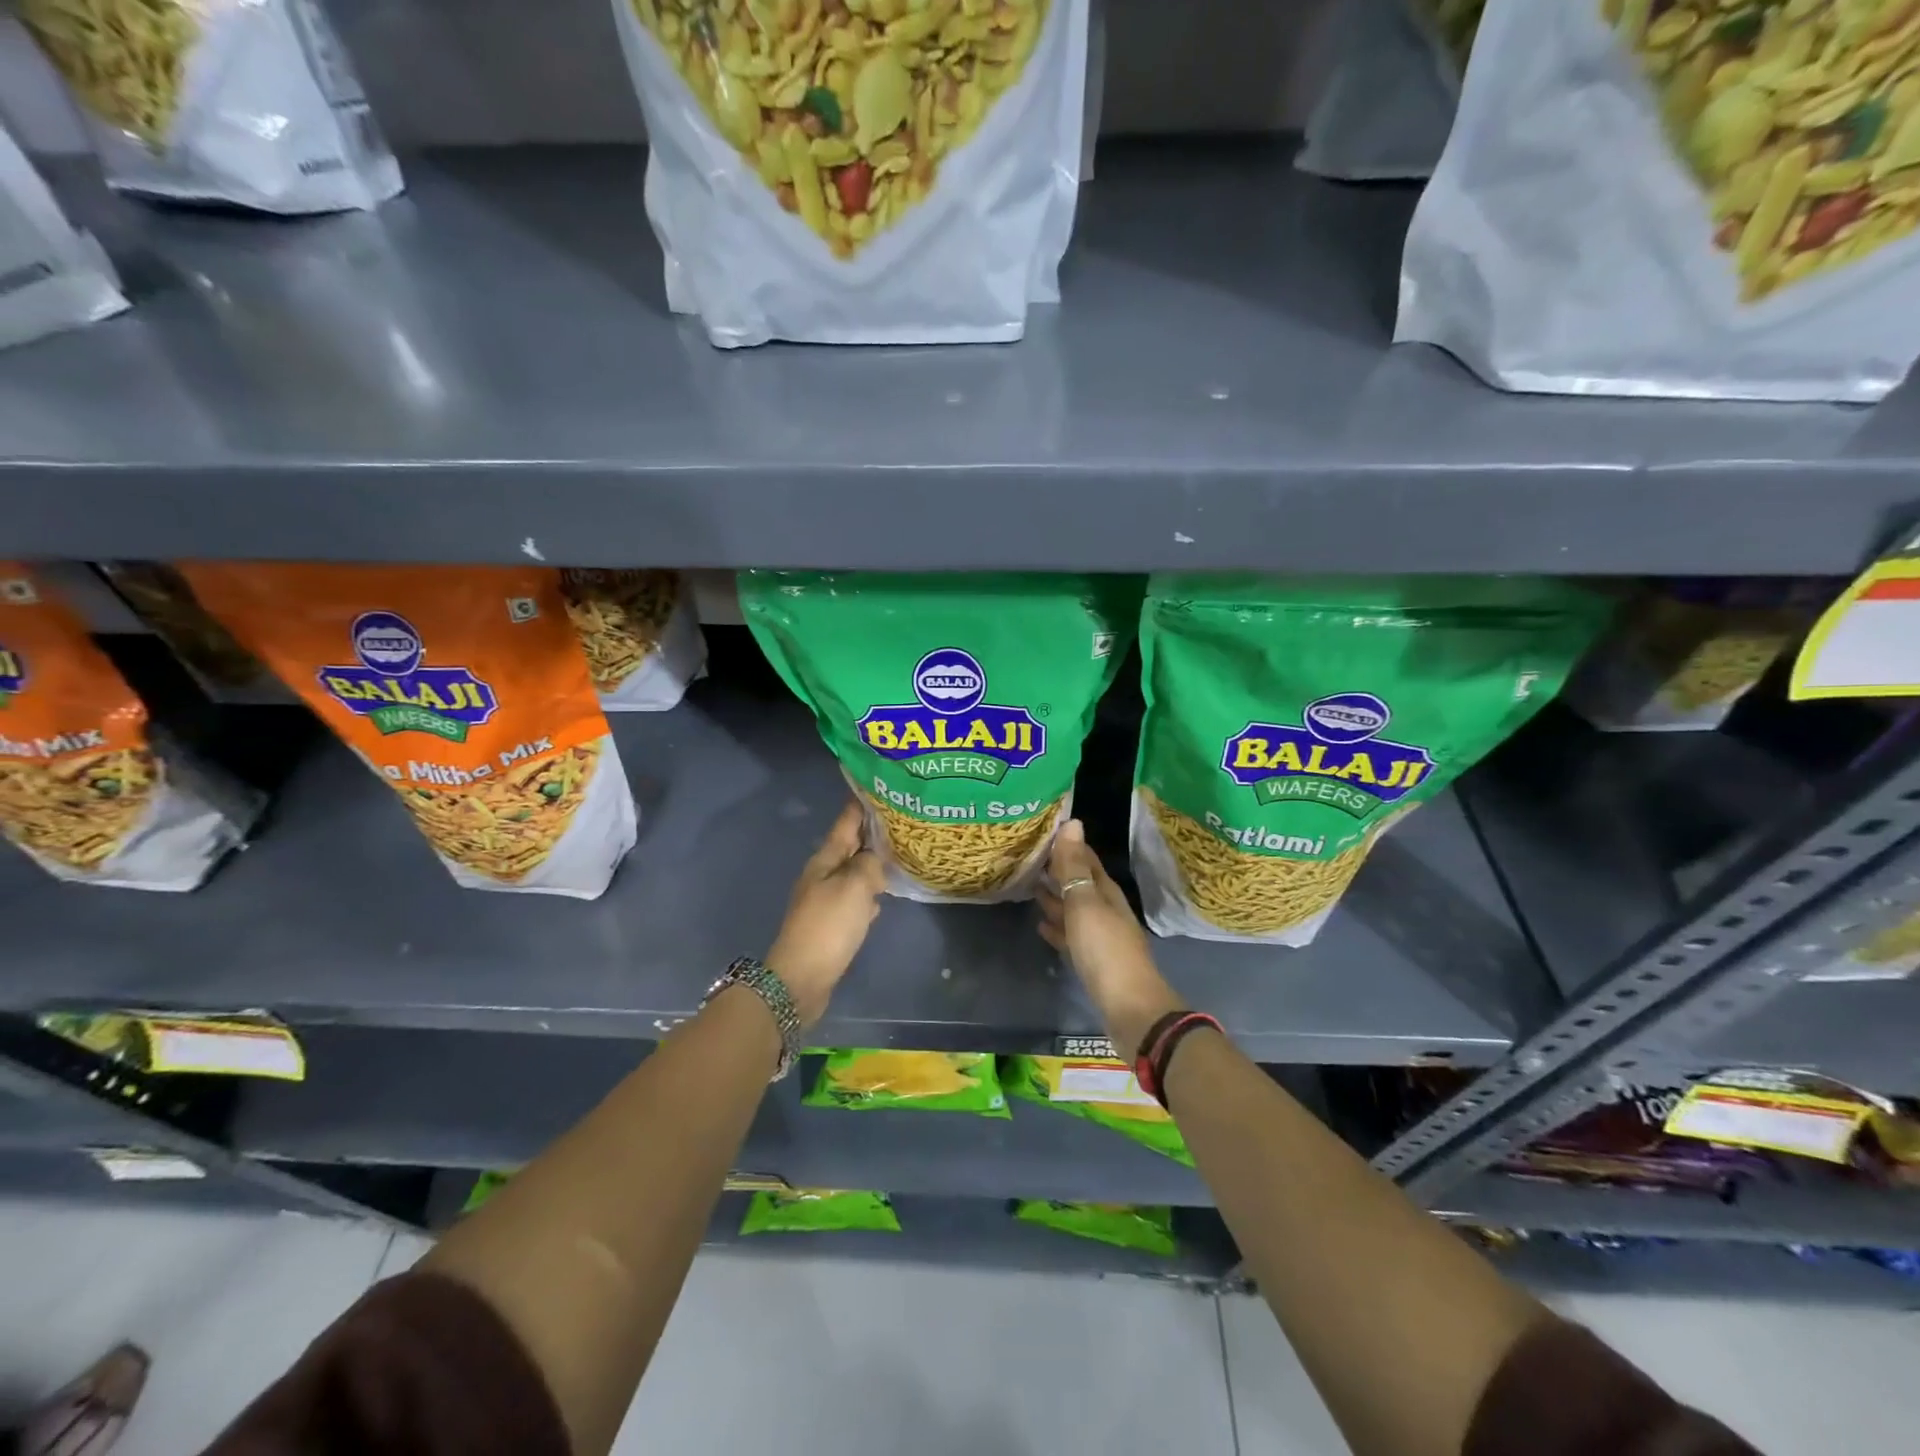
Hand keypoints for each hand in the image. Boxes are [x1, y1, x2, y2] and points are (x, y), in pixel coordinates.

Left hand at [767, 800, 886, 1026]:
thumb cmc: (828, 926)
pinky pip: (856, 898)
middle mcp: (824, 874)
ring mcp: (826, 899)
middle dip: (872, 833)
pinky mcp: (832, 923)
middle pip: (850, 846)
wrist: (801, 979)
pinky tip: (884, 896)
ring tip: (900, 853)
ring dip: (873, 862)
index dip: (861, 804)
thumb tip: (874, 861)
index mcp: (825, 860)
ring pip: (855, 872)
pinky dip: (870, 892)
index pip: (846, 822)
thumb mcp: (854, 887)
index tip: (879, 787)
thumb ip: (869, 865)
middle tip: (901, 820)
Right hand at [1038, 819, 1184, 1055]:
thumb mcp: (1085, 903)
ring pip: (1072, 909)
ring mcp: (1099, 936)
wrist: (1129, 1007)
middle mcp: (1104, 909)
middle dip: (1057, 871)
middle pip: (1078, 884)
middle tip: (1027, 858)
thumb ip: (1074, 867)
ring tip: (1029, 887)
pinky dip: (1056, 928)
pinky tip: (1040, 925)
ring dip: (1054, 898)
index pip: (1086, 859)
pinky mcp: (1091, 961)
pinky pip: (1070, 936)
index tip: (1042, 832)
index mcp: (1106, 892)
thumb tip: (1072, 822)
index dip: (1067, 845)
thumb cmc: (1105, 949)